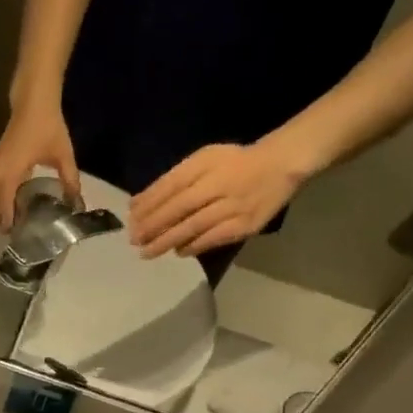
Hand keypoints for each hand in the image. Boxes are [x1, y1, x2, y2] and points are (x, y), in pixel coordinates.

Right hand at [0, 98, 80, 230]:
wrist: (33, 100)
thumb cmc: (48, 126)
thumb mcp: (63, 155)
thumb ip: (70, 180)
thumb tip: (77, 203)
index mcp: (13, 170)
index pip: (4, 200)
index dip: (6, 217)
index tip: (11, 231)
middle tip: (7, 230)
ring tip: (1, 217)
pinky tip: (0, 198)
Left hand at [129, 137, 308, 257]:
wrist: (281, 165)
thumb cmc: (234, 163)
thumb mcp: (203, 160)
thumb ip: (171, 180)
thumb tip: (137, 204)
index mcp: (207, 164)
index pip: (171, 186)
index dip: (149, 205)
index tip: (131, 220)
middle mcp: (220, 184)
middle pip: (180, 207)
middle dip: (153, 226)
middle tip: (134, 240)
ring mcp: (234, 205)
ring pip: (194, 225)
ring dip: (167, 240)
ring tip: (148, 252)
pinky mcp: (246, 224)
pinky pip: (214, 238)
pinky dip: (193, 246)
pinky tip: (178, 251)